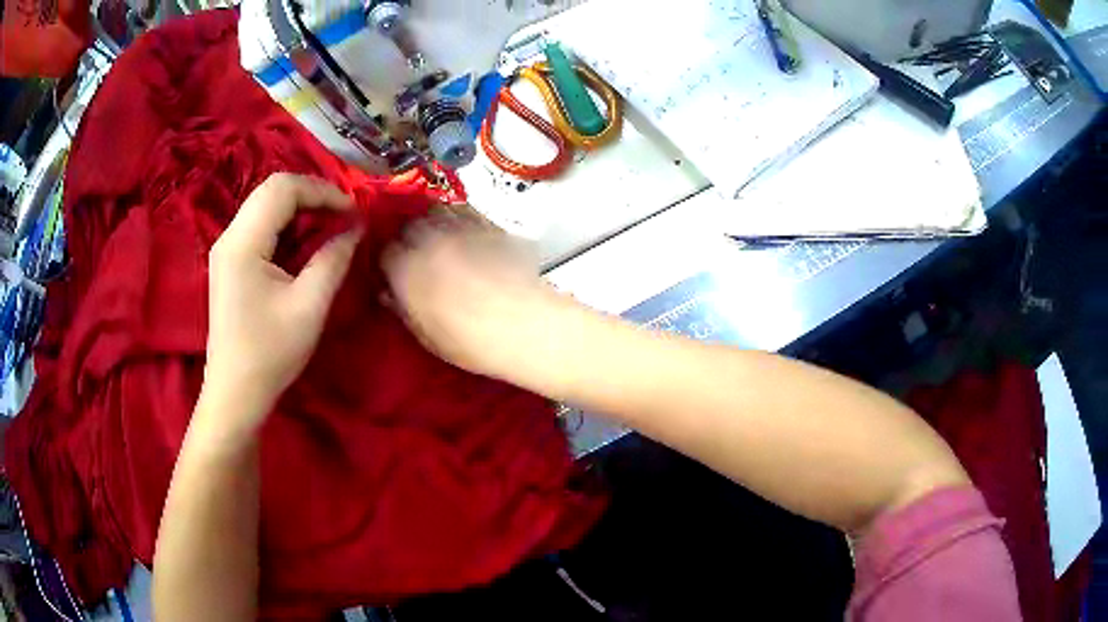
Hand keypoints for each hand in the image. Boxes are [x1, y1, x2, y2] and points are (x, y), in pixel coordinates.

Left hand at [202, 173, 361, 436]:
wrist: (236, 392)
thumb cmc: (270, 354)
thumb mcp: (309, 307)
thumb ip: (333, 259)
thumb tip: (356, 228)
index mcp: (242, 243)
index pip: (282, 189)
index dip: (321, 191)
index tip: (352, 211)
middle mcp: (229, 236)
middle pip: (272, 190)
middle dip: (312, 195)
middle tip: (343, 215)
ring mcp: (227, 248)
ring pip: (266, 205)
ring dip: (300, 208)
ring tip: (330, 226)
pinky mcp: (230, 262)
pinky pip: (261, 225)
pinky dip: (287, 225)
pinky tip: (305, 242)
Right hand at [381, 211, 565, 382]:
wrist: (524, 325)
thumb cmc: (470, 340)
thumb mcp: (426, 335)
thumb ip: (403, 309)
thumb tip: (389, 295)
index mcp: (405, 269)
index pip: (385, 253)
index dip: (389, 263)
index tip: (395, 274)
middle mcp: (428, 239)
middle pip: (408, 226)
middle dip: (408, 238)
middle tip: (416, 256)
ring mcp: (460, 228)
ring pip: (436, 211)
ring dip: (432, 223)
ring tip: (439, 240)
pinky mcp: (489, 224)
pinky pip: (465, 211)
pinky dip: (459, 218)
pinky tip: (466, 236)